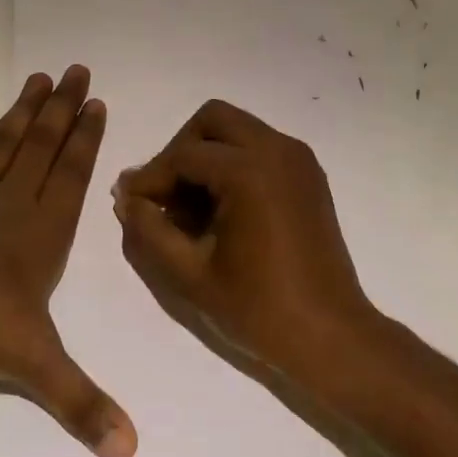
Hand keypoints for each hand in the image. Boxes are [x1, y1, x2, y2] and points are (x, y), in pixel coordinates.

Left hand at [0, 66, 136, 456]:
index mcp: (42, 230)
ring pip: (6, 142)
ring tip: (39, 78)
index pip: (73, 174)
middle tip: (76, 69)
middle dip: (63, 108)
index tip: (97, 102)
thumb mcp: (34, 363)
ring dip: (25, 110)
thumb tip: (130, 452)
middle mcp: (11, 202)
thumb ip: (79, 402)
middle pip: (43, 144)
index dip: (87, 138)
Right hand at [112, 100, 381, 387]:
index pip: (183, 155)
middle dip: (180, 151)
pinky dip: (233, 164)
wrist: (330, 335)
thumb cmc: (258, 309)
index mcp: (250, 171)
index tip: (130, 205)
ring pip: (237, 131)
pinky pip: (260, 148)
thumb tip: (127, 198)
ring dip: (206, 157)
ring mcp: (298, 160)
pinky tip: (220, 211)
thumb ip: (149, 229)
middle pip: (212, 121)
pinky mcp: (308, 175)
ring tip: (189, 209)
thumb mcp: (189, 273)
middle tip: (163, 196)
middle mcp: (278, 150)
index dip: (150, 179)